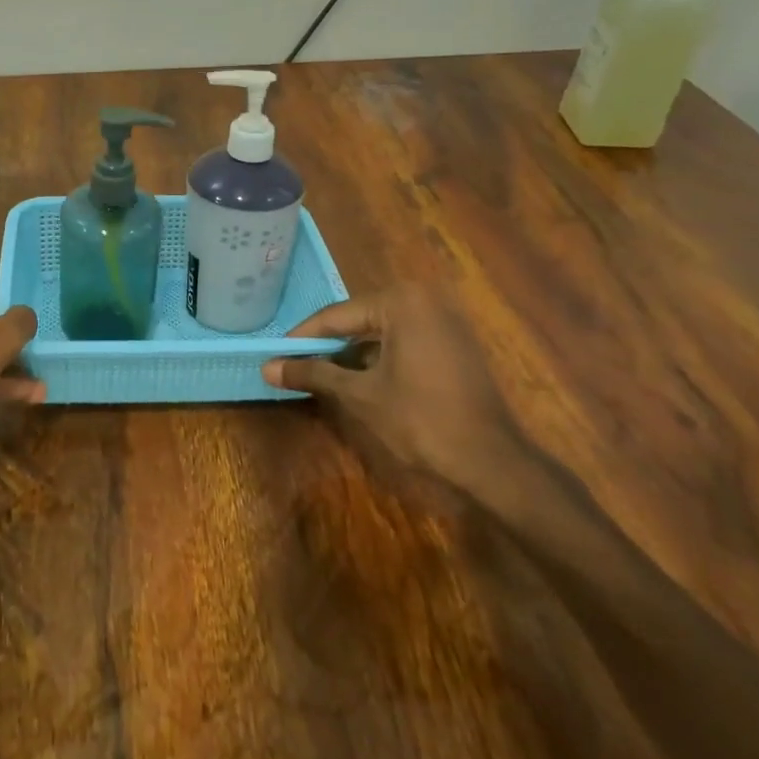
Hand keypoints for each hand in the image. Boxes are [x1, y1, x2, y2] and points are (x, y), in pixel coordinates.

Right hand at [262, 284, 528, 500]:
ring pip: (380, 330)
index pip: (336, 315)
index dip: (301, 338)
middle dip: (326, 344)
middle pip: (358, 319)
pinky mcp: (454, 342)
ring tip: (319, 374)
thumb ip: (313, 374)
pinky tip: (357, 379)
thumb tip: (267, 368)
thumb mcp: (359, 394)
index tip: (274, 354)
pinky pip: (403, 340)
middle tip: (294, 365)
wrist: (491, 460)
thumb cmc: (420, 419)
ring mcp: (444, 319)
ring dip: (351, 352)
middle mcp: (424, 299)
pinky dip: (378, 357)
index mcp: (401, 301)